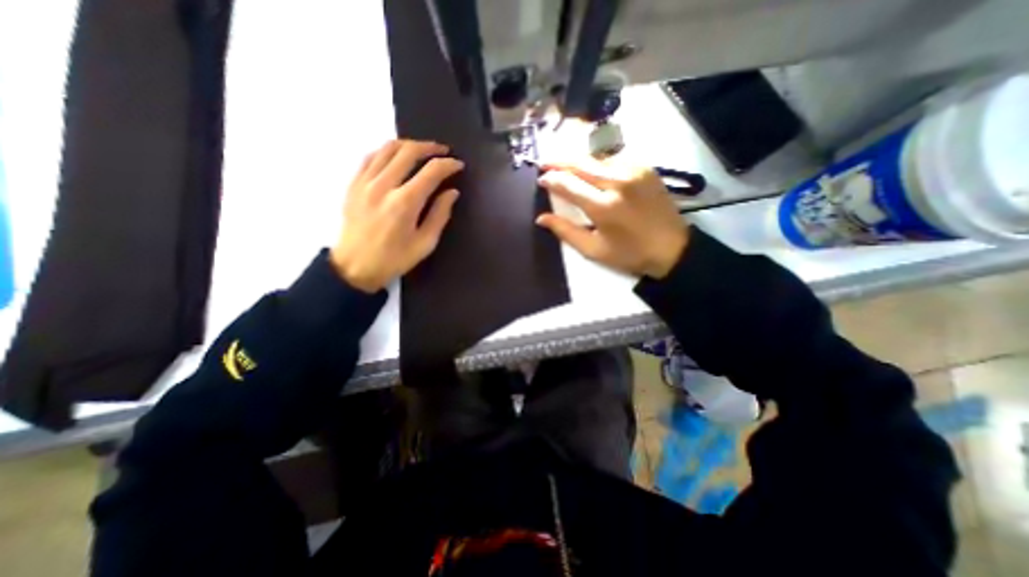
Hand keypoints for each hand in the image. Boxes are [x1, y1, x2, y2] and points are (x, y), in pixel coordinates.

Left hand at [333, 139, 463, 292]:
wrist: (354, 267)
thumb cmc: (394, 259)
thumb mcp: (425, 243)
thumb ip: (440, 215)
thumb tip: (452, 192)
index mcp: (405, 203)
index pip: (431, 172)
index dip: (448, 165)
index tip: (458, 165)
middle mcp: (383, 185)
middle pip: (409, 151)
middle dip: (430, 148)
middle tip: (443, 151)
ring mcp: (364, 182)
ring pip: (388, 148)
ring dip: (409, 145)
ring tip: (422, 150)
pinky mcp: (353, 183)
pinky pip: (370, 156)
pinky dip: (387, 151)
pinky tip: (396, 157)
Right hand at [534, 157, 686, 275]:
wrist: (672, 248)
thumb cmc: (629, 254)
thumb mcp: (593, 249)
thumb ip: (565, 231)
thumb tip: (541, 218)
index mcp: (603, 206)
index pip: (569, 184)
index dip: (552, 179)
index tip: (541, 179)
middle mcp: (618, 182)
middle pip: (581, 163)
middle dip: (560, 162)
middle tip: (545, 162)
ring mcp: (634, 171)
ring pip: (597, 159)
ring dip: (578, 161)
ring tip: (565, 165)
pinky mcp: (645, 168)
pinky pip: (614, 160)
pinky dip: (598, 163)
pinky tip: (591, 170)